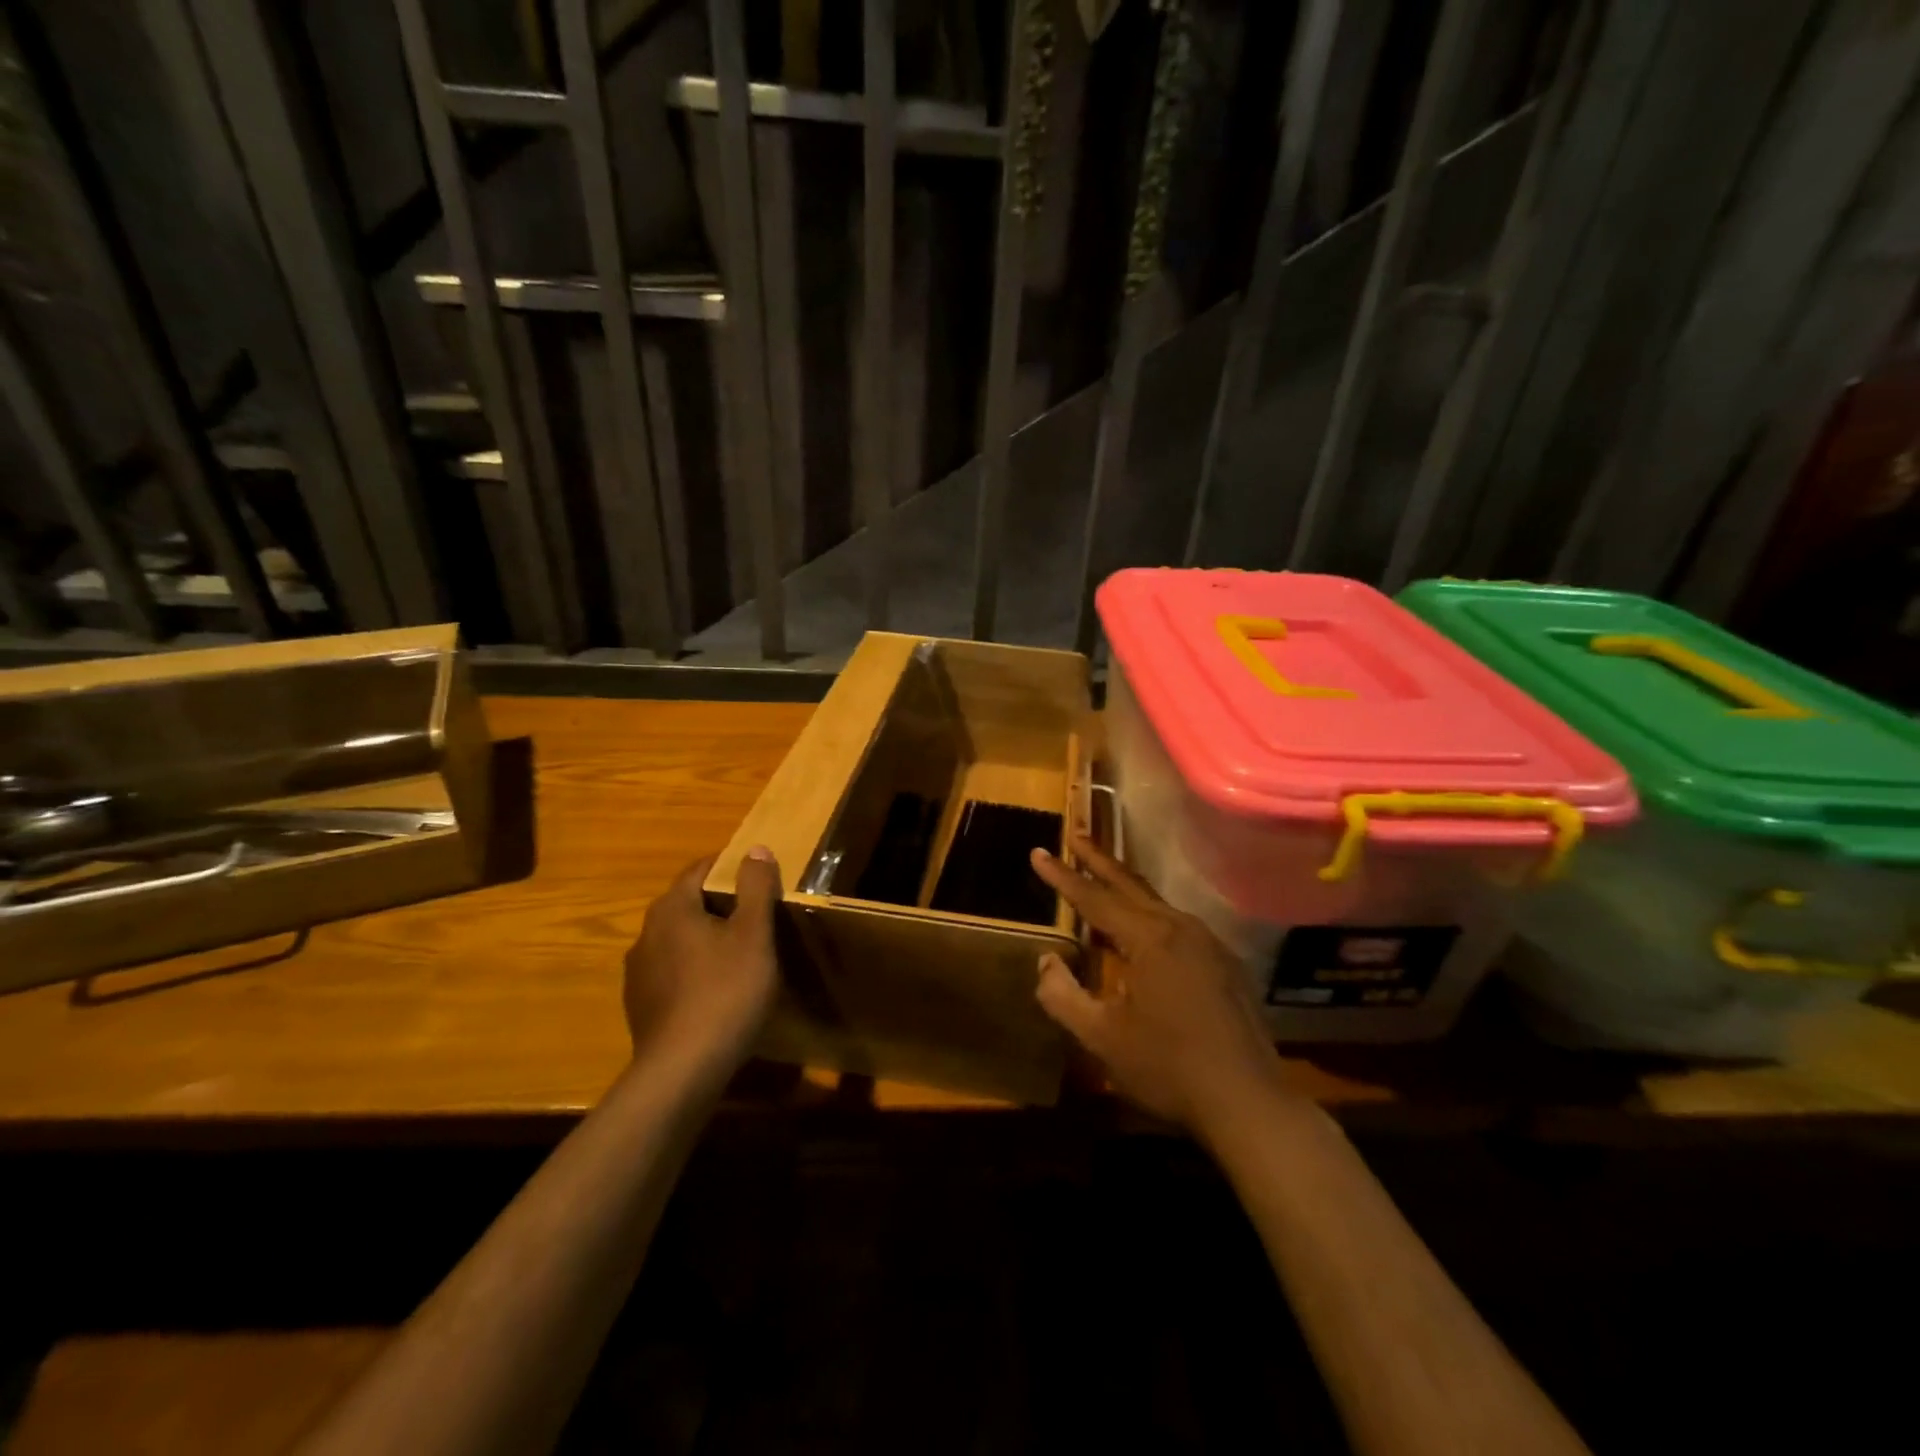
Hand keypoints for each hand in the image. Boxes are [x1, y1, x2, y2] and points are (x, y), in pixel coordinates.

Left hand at [624, 848, 780, 1069]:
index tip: (758, 876)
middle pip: (686, 904)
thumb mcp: (753, 935)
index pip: (700, 870)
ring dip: (704, 939)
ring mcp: (638, 972)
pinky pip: (671, 972)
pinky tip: (715, 992)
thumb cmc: (725, 992)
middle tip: (756, 915)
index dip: (730, 867)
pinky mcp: (639, 1005)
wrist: (682, 1071)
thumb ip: (755, 888)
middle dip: (719, 904)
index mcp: (672, 909)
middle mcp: (646, 933)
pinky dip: (693, 970)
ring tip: (738, 955)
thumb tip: (755, 849)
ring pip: (677, 940)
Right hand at [1030, 835, 1291, 1132]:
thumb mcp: (1102, 1038)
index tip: (1038, 852)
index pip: (1095, 898)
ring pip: (1157, 903)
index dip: (1063, 877)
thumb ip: (1064, 995)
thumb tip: (1046, 961)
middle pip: (1130, 885)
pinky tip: (1144, 929)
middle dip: (1099, 860)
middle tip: (1075, 834)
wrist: (1248, 1103)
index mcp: (1149, 939)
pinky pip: (1178, 925)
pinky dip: (1150, 914)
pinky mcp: (1226, 964)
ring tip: (1103, 875)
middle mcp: (1180, 928)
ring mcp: (1209, 944)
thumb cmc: (1168, 1068)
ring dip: (1125, 886)